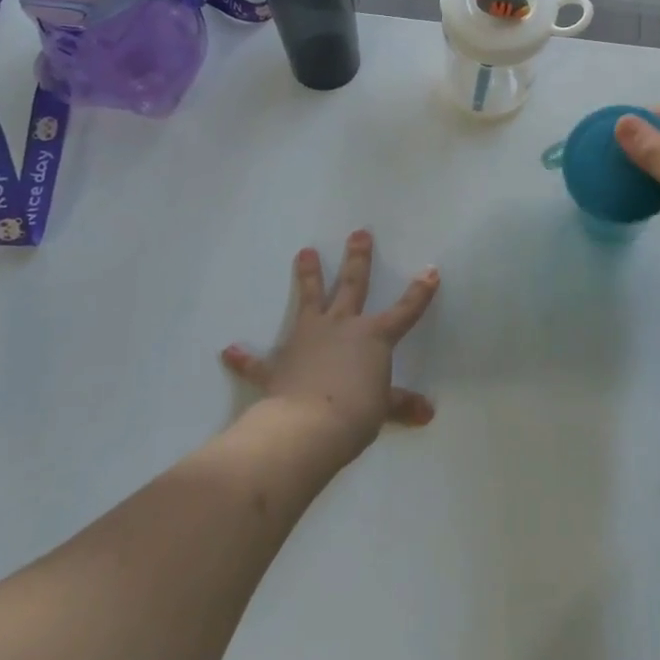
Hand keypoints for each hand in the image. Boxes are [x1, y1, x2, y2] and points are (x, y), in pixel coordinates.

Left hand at [221, 231, 438, 462]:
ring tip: (304, 252)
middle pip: (352, 285)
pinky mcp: (279, 363)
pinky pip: (259, 360)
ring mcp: (307, 339)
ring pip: (309, 300)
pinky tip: (229, 350)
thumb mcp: (384, 409)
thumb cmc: (356, 413)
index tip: (430, 271)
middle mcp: (342, 327)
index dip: (419, 292)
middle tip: (359, 233)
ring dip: (307, 276)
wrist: (308, 426)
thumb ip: (402, 405)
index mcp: (373, 337)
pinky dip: (244, 357)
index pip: (405, 310)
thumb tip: (428, 413)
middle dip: (357, 258)